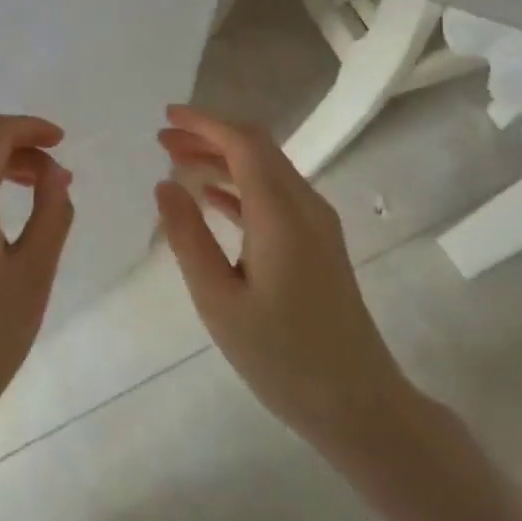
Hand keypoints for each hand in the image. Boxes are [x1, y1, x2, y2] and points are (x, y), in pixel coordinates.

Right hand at [155, 104, 411, 469]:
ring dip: (222, 159)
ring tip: (176, 162)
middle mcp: (304, 207)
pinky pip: (274, 197)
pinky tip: (209, 198)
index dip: (204, 123)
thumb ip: (188, 238)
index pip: (243, 144)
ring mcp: (316, 225)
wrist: (359, 404)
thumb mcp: (218, 300)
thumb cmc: (282, 357)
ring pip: (266, 170)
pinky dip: (239, 186)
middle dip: (209, 136)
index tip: (166, 116)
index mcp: (281, 215)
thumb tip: (165, 185)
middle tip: (162, 140)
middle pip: (257, 149)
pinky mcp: (317, 244)